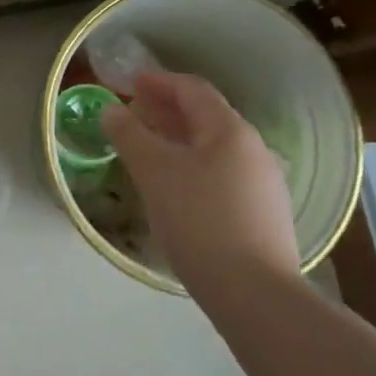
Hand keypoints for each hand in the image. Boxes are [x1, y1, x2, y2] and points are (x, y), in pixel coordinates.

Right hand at [100, 72, 299, 294]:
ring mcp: (263, 183)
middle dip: (167, 110)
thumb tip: (112, 110)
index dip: (159, 81)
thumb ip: (129, 135)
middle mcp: (253, 148)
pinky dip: (193, 165)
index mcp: (230, 130)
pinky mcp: (264, 214)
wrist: (255, 294)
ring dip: (179, 139)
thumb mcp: (153, 171)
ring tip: (149, 150)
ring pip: (214, 147)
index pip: (192, 89)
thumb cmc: (199, 219)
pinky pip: (222, 173)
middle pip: (206, 116)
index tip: (130, 83)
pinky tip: (175, 187)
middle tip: (134, 115)